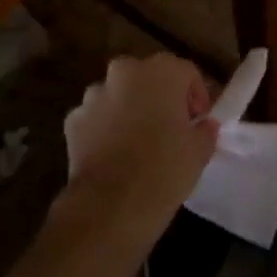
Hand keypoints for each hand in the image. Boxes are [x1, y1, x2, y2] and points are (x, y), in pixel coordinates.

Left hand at [63, 55, 218, 228]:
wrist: (111, 205)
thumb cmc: (165, 170)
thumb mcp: (200, 151)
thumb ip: (204, 130)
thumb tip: (203, 125)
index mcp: (161, 72)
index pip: (187, 72)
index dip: (197, 96)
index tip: (199, 121)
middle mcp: (124, 72)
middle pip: (148, 77)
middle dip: (160, 97)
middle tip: (170, 127)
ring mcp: (93, 95)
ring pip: (118, 95)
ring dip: (130, 109)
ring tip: (139, 142)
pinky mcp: (72, 119)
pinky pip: (96, 117)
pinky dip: (105, 127)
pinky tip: (114, 153)